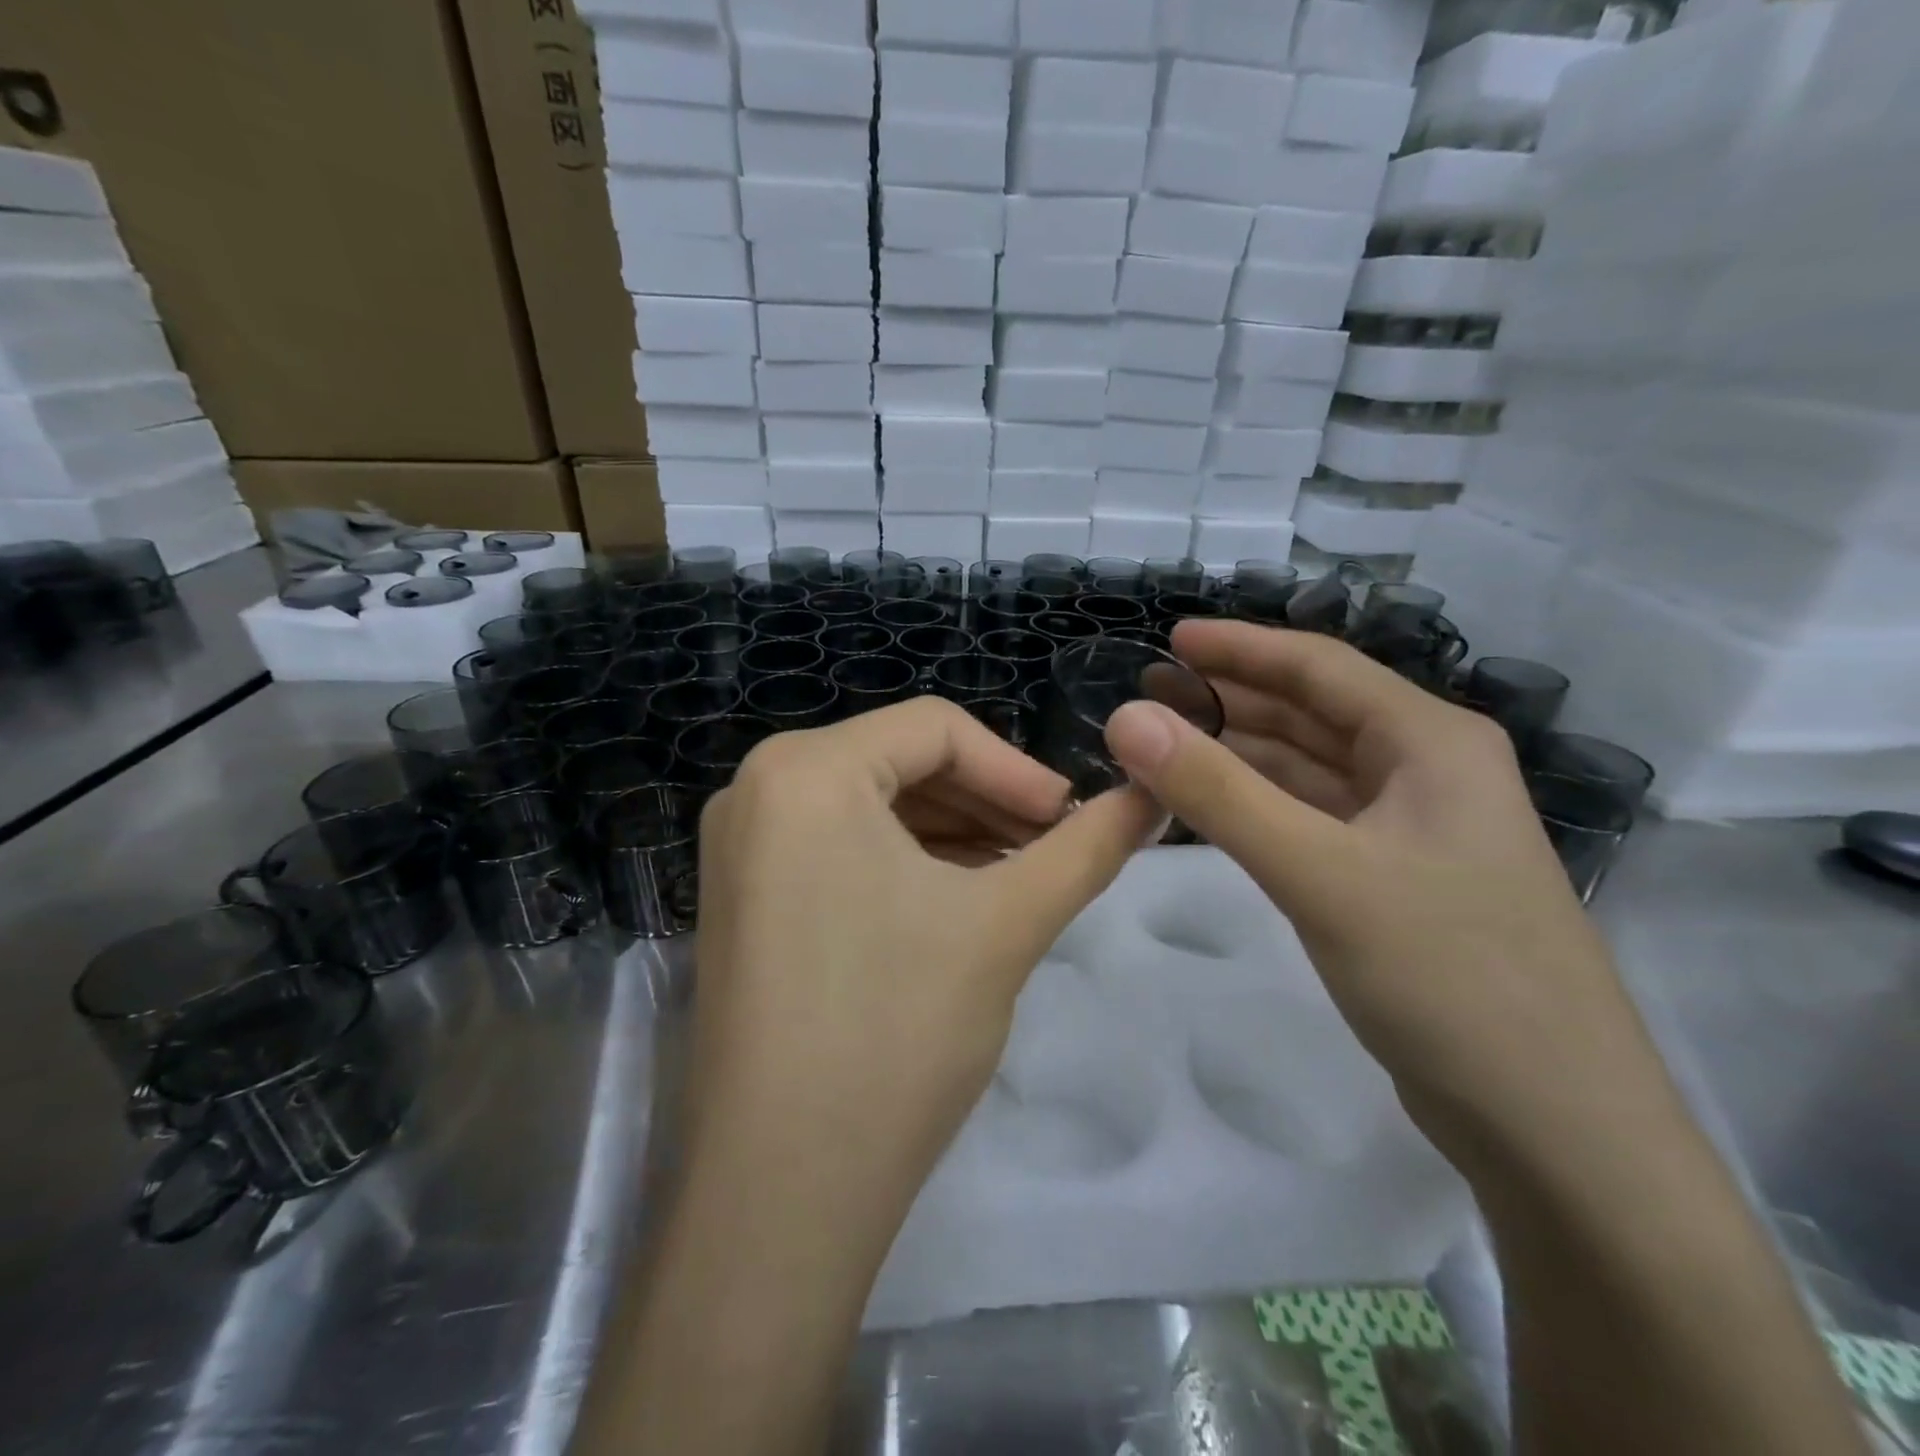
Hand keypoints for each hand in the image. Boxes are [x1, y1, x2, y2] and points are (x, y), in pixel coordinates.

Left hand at [691, 696, 1161, 1212]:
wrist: (782, 1190)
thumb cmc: (896, 1032)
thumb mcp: (1005, 924)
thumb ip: (1086, 848)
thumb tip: (1151, 798)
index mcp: (804, 769)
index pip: (935, 729)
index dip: (1016, 769)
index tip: (1071, 818)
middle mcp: (755, 788)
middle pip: (899, 763)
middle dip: (985, 801)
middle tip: (1052, 846)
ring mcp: (739, 846)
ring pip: (870, 807)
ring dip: (951, 832)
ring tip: (1017, 874)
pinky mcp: (740, 897)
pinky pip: (835, 847)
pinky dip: (902, 861)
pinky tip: (955, 897)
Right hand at [1104, 620, 1679, 1161]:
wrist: (1553, 1125)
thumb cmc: (1448, 976)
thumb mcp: (1319, 873)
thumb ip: (1217, 792)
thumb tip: (1127, 717)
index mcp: (1430, 742)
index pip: (1320, 667)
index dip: (1240, 647)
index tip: (1168, 638)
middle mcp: (1426, 772)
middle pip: (1314, 714)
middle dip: (1233, 699)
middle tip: (1151, 695)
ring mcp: (1412, 831)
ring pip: (1310, 770)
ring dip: (1241, 754)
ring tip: (1166, 745)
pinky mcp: (1394, 882)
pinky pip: (1312, 820)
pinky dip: (1259, 807)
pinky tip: (1212, 809)